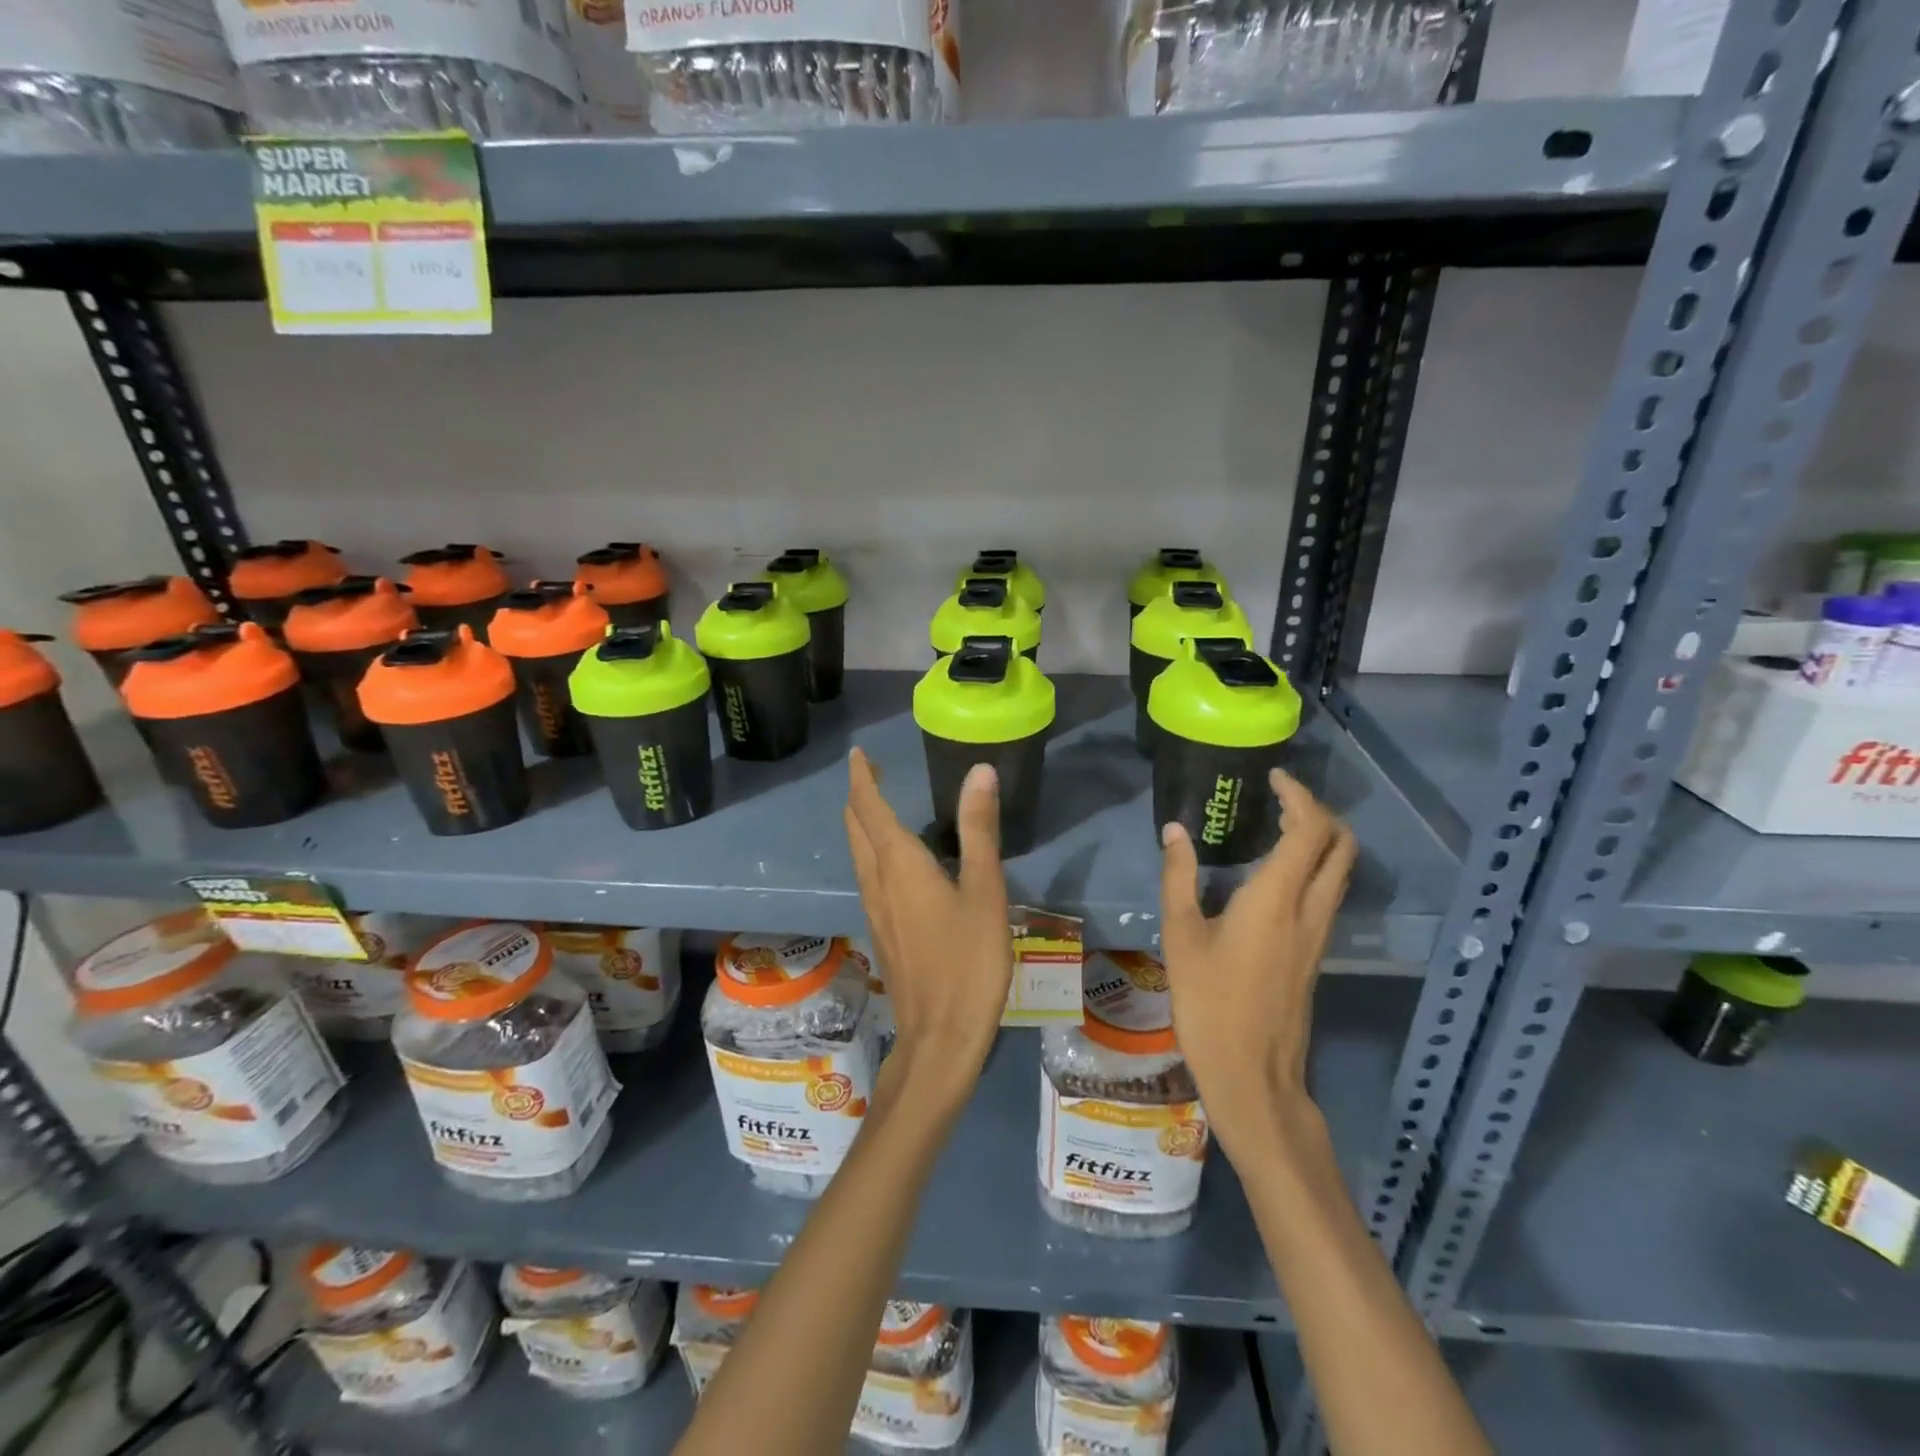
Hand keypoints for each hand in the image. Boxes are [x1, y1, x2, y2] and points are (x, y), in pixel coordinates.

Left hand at [844, 748, 1012, 1096]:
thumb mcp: (984, 891)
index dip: (862, 777)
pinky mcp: (882, 931)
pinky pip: (868, 876)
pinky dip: (873, 851)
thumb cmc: (968, 961)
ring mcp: (874, 909)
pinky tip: (896, 861)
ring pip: (858, 854)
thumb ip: (979, 830)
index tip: (859, 753)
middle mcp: (877, 881)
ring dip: (862, 824)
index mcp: (898, 864)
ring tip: (880, 805)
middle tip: (871, 772)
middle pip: (855, 828)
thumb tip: (978, 771)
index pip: (869, 807)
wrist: (939, 1037)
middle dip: (859, 796)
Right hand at [1158, 768, 1355, 1160]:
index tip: (1272, 778)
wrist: (1252, 1074)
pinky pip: (1329, 892)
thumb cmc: (1209, 1003)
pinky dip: (1314, 866)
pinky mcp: (1316, 953)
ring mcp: (1320, 934)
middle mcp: (1310, 909)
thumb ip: (1178, 878)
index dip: (1298, 795)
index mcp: (1277, 898)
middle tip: (1280, 800)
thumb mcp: (1181, 936)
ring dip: (1321, 839)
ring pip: (1340, 870)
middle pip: (1342, 845)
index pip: (1310, 829)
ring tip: (1277, 827)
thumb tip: (1175, 831)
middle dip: (1319, 812)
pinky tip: (1275, 874)